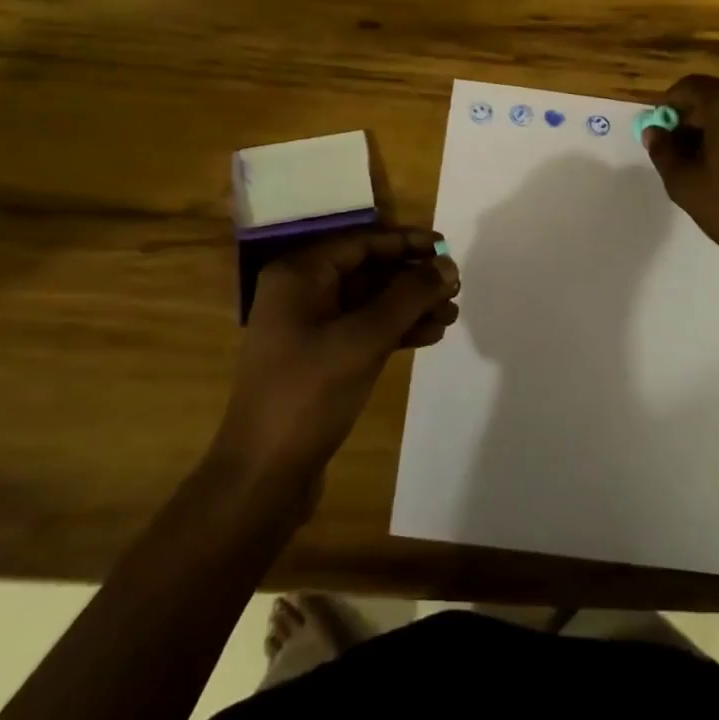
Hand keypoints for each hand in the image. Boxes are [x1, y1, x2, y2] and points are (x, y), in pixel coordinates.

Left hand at [214, 229, 459, 486]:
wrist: (263, 476)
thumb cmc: (309, 393)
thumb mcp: (364, 338)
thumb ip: (409, 296)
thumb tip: (448, 266)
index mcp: (299, 274)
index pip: (362, 243)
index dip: (407, 243)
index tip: (446, 248)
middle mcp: (301, 292)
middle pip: (368, 271)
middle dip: (412, 278)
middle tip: (455, 287)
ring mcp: (309, 328)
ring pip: (370, 303)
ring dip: (410, 306)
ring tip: (452, 314)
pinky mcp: (320, 359)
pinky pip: (364, 330)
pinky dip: (396, 331)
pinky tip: (431, 336)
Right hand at [643, 74, 718, 268]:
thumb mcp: (686, 184)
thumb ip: (663, 152)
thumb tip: (653, 132)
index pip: (688, 86)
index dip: (667, 106)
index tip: (657, 133)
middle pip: (714, 96)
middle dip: (691, 119)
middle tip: (676, 151)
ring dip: (715, 129)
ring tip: (702, 164)